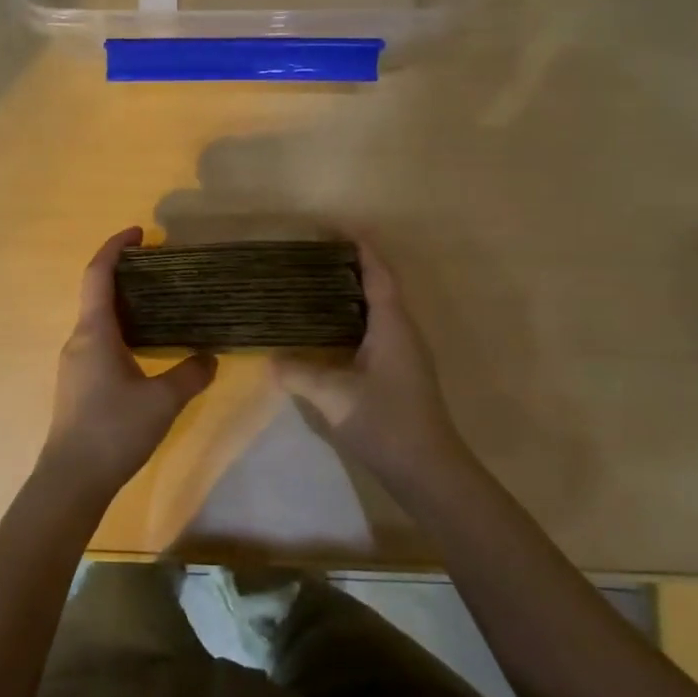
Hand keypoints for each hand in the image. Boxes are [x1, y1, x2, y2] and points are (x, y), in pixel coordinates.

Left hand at [40, 227, 216, 500]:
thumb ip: (191, 374)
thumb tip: (210, 357)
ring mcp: (75, 363)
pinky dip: (122, 331)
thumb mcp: (163, 401)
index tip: (140, 232)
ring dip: (126, 305)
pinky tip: (147, 347)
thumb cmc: (114, 430)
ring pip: (99, 321)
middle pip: (98, 294)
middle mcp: (79, 340)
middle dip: (127, 275)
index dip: (116, 247)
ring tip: (161, 305)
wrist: (72, 480)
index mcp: (94, 332)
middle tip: (163, 270)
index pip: (98, 275)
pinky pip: (100, 342)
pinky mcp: (78, 384)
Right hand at [274, 241, 478, 494]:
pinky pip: (376, 329)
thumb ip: (300, 374)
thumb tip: (270, 360)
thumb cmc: (385, 423)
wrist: (427, 469)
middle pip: (380, 285)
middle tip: (315, 255)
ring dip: (353, 291)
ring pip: (379, 308)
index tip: (337, 227)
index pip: (378, 273)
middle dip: (353, 264)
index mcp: (392, 325)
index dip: (361, 246)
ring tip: (316, 284)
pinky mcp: (399, 371)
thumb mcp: (334, 396)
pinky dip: (353, 317)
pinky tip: (328, 330)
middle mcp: (402, 331)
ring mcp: (404, 352)